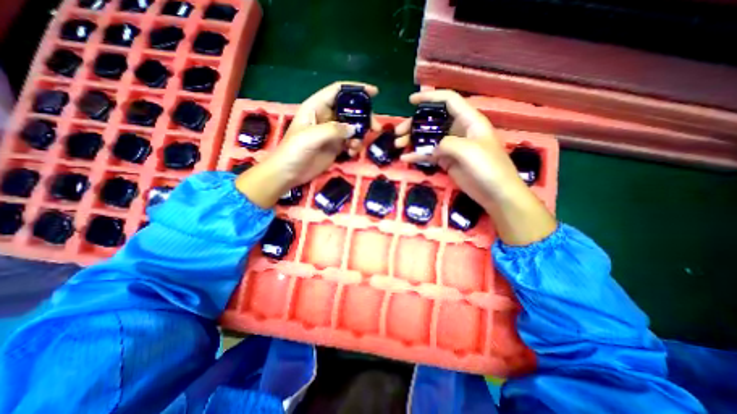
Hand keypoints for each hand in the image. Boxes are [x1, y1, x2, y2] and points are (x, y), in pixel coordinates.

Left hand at [237, 82, 380, 208]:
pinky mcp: (335, 146)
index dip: (356, 89)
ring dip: (360, 135)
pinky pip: (350, 142)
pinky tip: (352, 153)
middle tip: (375, 128)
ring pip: (352, 127)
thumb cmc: (294, 150)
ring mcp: (332, 132)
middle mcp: (326, 117)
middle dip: (364, 117)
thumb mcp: (311, 136)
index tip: (374, 93)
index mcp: (317, 107)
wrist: (289, 173)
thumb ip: (333, 130)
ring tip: (357, 146)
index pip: (338, 91)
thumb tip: (354, 129)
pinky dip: (355, 146)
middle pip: (350, 110)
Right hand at [395, 90, 520, 212]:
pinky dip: (418, 156)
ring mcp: (452, 147)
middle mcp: (459, 130)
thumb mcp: (468, 150)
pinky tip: (405, 159)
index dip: (430, 97)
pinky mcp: (447, 161)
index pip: (448, 100)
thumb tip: (433, 148)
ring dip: (413, 140)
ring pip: (429, 138)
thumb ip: (447, 143)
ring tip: (398, 145)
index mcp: (469, 120)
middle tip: (399, 132)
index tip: (411, 101)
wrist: (496, 194)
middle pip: (433, 121)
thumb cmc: (489, 168)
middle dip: (414, 124)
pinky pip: (429, 155)